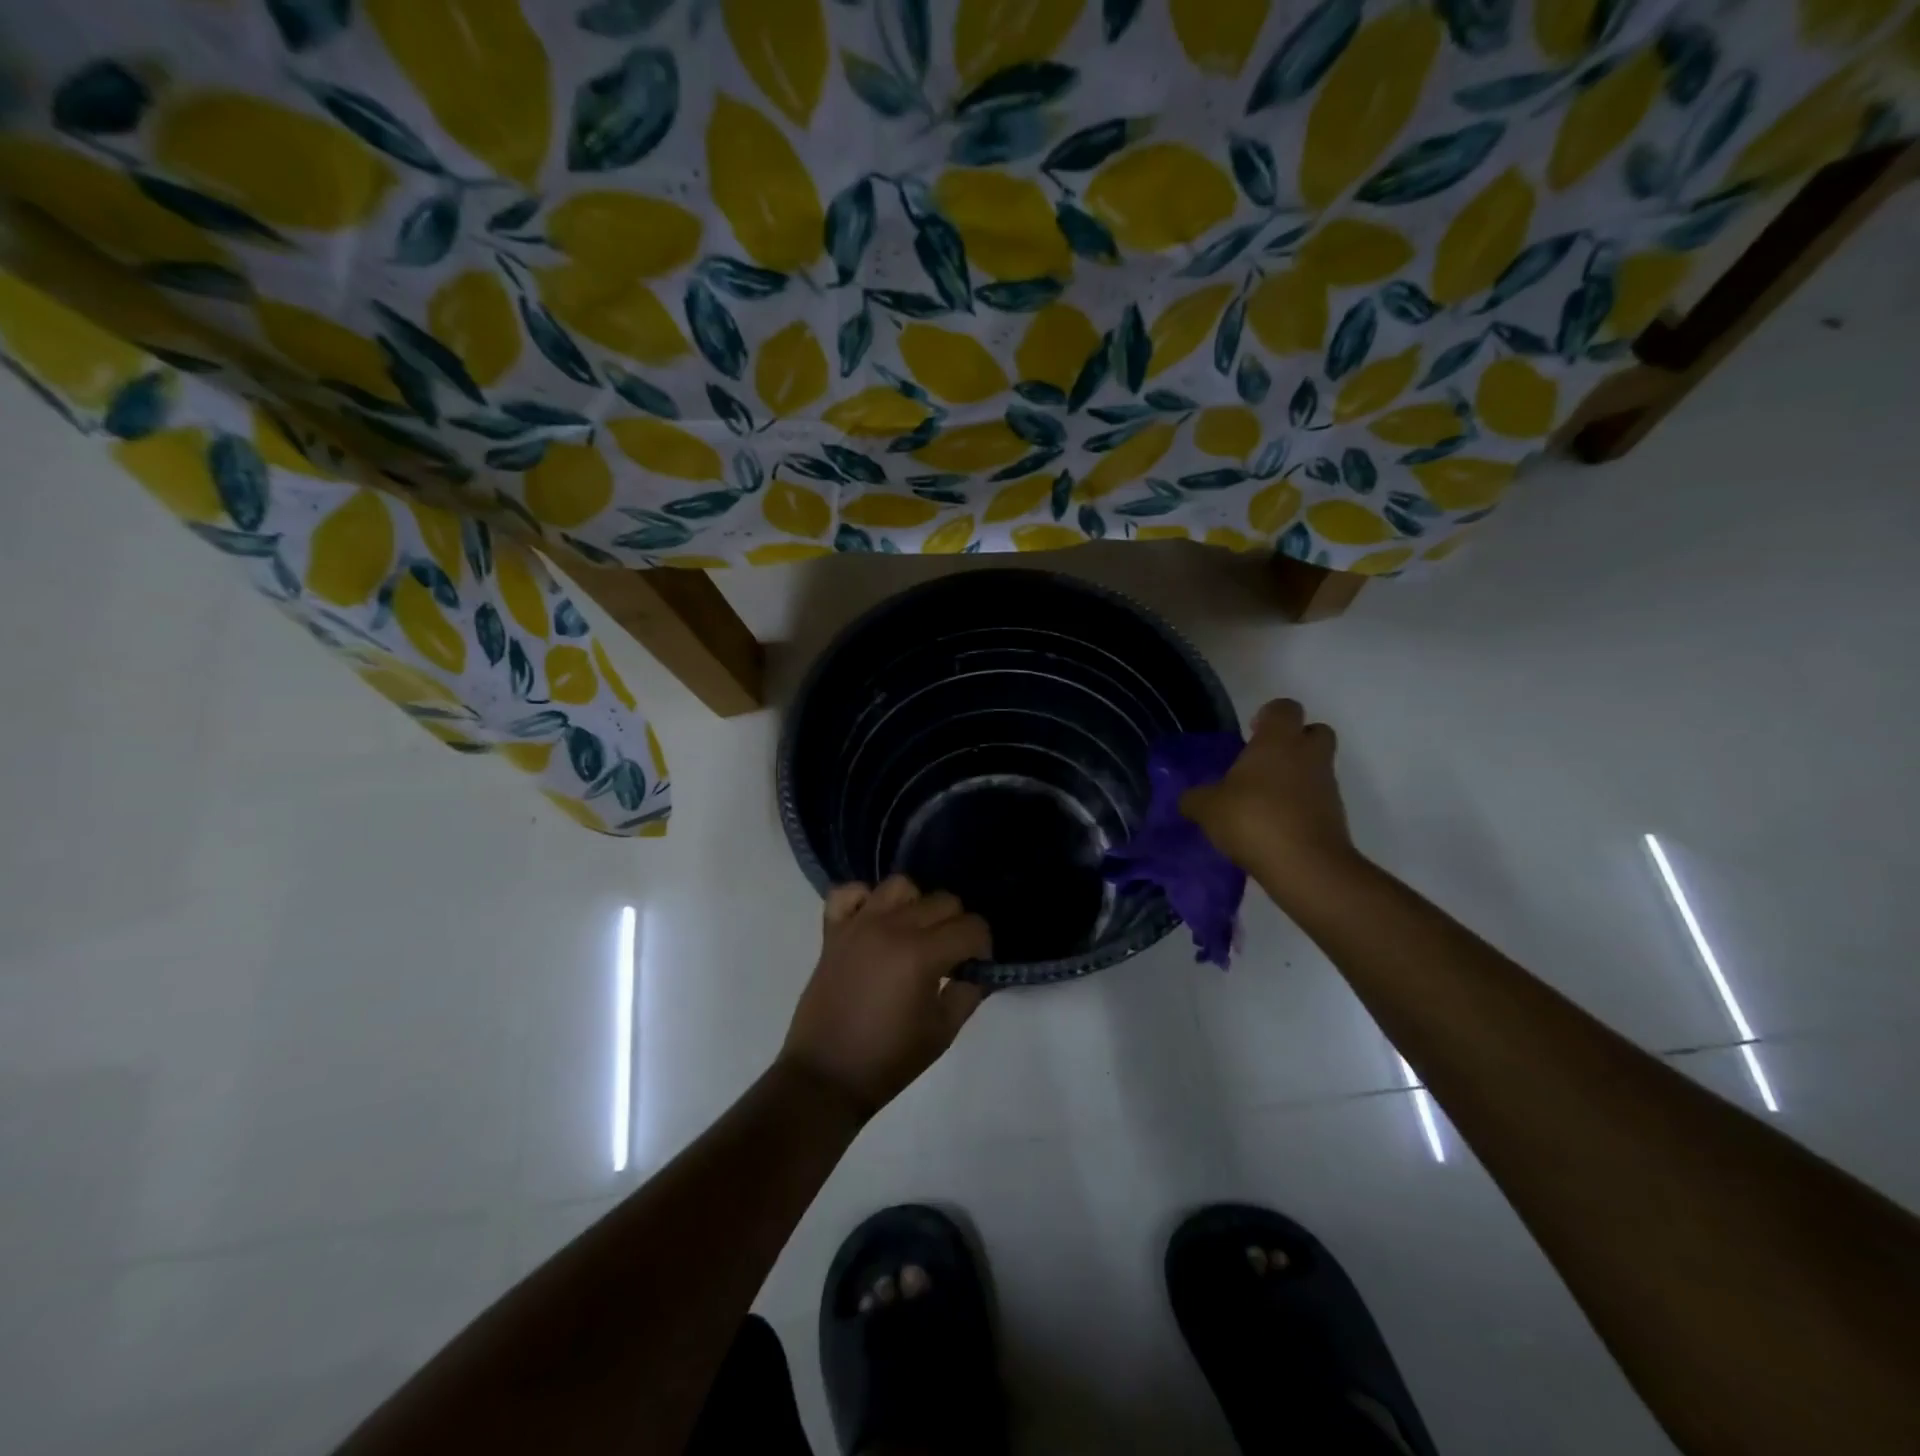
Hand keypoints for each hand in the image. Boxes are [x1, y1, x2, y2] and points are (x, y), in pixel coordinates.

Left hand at [780, 876, 990, 1119]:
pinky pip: (849, 892)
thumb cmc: (889, 1059)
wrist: (826, 1076)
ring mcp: (858, 925)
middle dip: (956, 926)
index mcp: (921, 954)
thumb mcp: (943, 1032)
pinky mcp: (833, 931)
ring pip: (900, 886)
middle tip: (950, 958)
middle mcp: (891, 928)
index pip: (971, 927)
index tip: (976, 967)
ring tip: (914, 935)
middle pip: (942, 901)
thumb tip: (978, 971)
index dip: (982, 947)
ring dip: (916, 906)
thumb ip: (969, 993)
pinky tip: (874, 921)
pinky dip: (864, 899)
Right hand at [1179, 698, 1356, 886]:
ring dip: (1295, 777)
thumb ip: (1195, 798)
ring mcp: (1326, 786)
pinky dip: (1299, 806)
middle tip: (1263, 762)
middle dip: (1293, 741)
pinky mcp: (1334, 816)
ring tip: (1262, 801)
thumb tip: (1187, 798)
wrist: (1305, 866)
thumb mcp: (1207, 808)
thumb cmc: (1253, 819)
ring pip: (1315, 767)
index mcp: (1278, 740)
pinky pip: (1316, 800)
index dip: (1268, 715)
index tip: (1251, 732)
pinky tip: (1272, 827)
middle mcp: (1308, 755)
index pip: (1284, 708)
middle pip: (1314, 731)